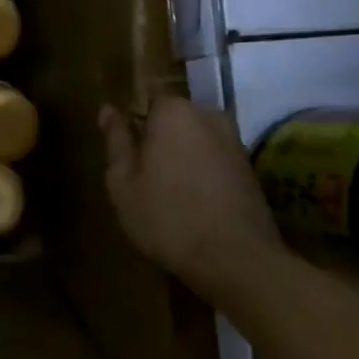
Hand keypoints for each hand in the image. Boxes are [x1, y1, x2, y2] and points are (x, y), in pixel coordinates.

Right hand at [101, 97, 285, 301]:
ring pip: (195, 138)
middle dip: (157, 138)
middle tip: (140, 174)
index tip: (124, 150)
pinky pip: (213, 157)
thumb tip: (108, 109)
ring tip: (165, 190)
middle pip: (173, 119)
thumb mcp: (123, 182)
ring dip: (180, 156)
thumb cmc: (167, 217)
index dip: (133, 123)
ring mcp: (234, 141)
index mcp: (174, 112)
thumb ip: (116, 141)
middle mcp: (208, 116)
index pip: (147, 98)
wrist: (236, 260)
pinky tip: (191, 201)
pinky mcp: (249, 167)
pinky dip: (201, 172)